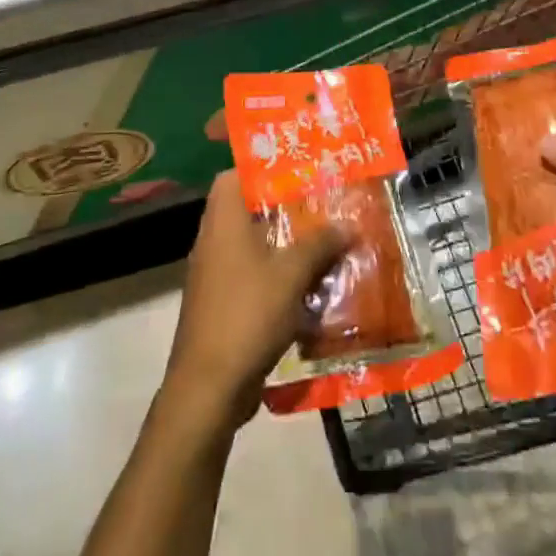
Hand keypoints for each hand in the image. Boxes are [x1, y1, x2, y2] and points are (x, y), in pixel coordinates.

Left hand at [162, 171, 348, 429]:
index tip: (298, 169)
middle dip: (288, 209)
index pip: (234, 175)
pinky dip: (280, 278)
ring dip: (288, 246)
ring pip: (256, 247)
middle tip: (324, 205)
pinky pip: (255, 278)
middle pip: (250, 211)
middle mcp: (214, 242)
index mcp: (223, 222)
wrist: (208, 389)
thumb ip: (320, 244)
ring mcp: (216, 276)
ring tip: (327, 244)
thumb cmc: (247, 315)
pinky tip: (312, 288)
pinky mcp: (224, 306)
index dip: (263, 167)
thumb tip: (347, 225)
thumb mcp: (292, 274)